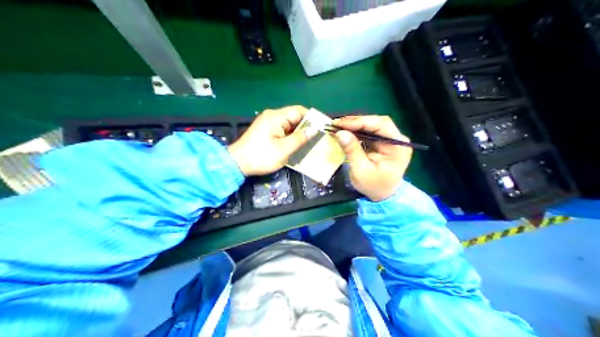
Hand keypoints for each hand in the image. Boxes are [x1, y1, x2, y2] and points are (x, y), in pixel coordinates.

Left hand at [227, 106, 315, 175]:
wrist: (237, 164)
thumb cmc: (261, 156)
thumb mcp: (283, 149)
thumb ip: (300, 138)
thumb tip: (314, 129)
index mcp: (276, 117)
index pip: (299, 111)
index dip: (312, 118)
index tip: (323, 127)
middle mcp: (272, 116)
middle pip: (294, 117)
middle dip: (307, 127)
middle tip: (319, 137)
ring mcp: (268, 123)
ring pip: (289, 124)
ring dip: (299, 133)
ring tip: (311, 142)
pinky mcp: (266, 131)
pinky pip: (283, 130)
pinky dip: (291, 136)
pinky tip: (298, 145)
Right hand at [333, 116, 413, 201]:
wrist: (383, 197)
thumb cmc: (374, 186)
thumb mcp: (361, 171)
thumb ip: (352, 150)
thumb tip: (340, 132)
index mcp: (398, 146)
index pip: (380, 125)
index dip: (360, 121)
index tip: (340, 123)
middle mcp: (397, 139)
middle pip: (376, 122)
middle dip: (356, 122)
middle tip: (337, 124)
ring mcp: (391, 140)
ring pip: (372, 125)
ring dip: (355, 125)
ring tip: (338, 127)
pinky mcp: (383, 142)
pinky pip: (369, 132)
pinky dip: (357, 131)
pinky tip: (345, 132)